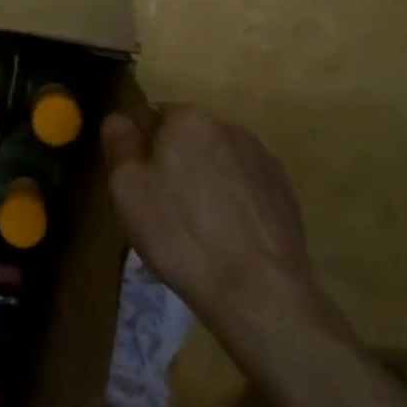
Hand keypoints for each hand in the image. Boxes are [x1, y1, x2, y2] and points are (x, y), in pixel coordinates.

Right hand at [103, 103, 335, 331]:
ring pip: (221, 163)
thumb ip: (120, 144)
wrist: (257, 290)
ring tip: (201, 230)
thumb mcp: (127, 189)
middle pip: (191, 139)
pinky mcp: (286, 193)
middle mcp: (229, 127)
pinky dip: (236, 204)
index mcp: (189, 119)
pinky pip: (247, 188)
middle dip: (179, 164)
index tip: (142, 183)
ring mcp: (263, 160)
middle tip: (167, 210)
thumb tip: (120, 118)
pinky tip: (230, 239)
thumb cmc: (180, 233)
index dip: (145, 147)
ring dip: (209, 182)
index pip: (157, 115)